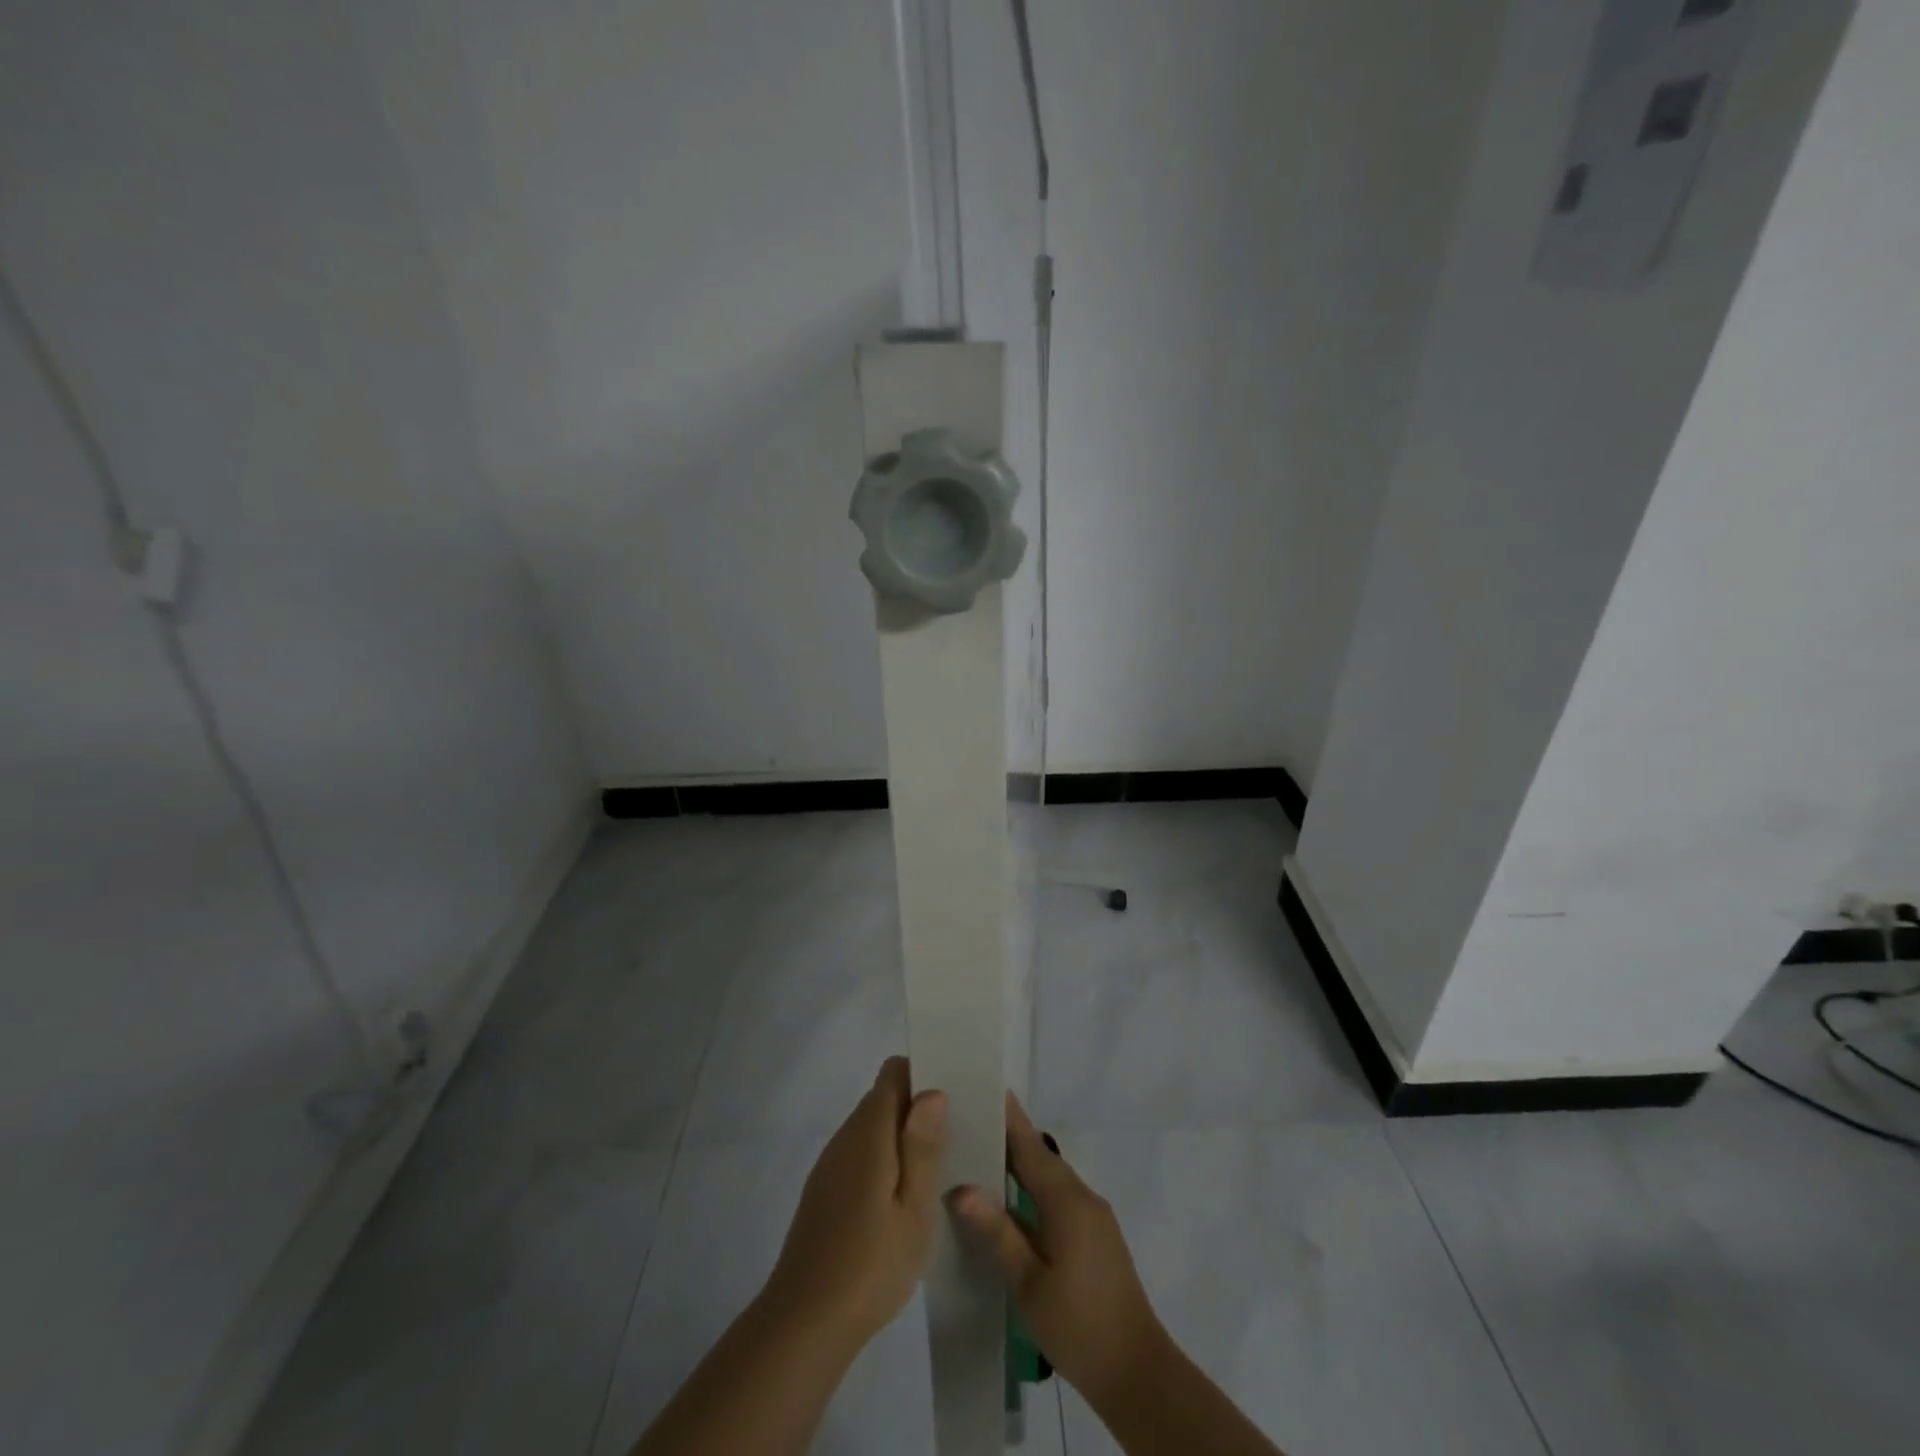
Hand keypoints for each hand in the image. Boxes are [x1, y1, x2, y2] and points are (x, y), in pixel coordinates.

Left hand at [761, 1057, 948, 1352]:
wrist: (803, 1323)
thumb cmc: (870, 1265)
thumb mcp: (914, 1210)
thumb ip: (923, 1147)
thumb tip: (932, 1091)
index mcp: (869, 1132)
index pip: (893, 1073)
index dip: (923, 1074)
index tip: (954, 1097)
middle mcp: (845, 1136)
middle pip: (883, 1098)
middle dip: (918, 1109)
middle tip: (956, 1138)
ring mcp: (831, 1164)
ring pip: (872, 1128)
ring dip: (902, 1137)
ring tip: (937, 1170)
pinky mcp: (824, 1191)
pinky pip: (860, 1155)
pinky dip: (884, 1161)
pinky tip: (901, 1200)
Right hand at [949, 1093, 1168, 1403]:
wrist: (1137, 1373)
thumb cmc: (1078, 1326)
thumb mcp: (1028, 1282)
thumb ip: (997, 1231)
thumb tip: (960, 1188)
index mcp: (1067, 1201)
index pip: (1031, 1146)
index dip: (1009, 1116)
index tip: (987, 1085)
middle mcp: (1083, 1197)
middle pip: (1041, 1157)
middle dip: (1009, 1137)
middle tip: (970, 1120)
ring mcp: (1093, 1216)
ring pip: (1051, 1177)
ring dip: (1021, 1163)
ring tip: (981, 1155)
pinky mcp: (1096, 1236)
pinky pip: (1059, 1196)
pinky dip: (1033, 1188)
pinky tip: (1010, 1201)